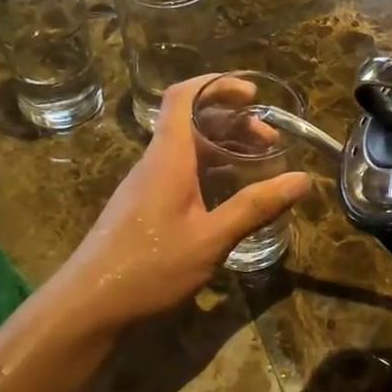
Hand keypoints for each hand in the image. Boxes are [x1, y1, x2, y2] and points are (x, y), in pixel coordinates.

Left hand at [55, 78, 311, 332]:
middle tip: (271, 141)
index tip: (253, 95)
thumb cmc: (149, 267)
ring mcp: (148, 186)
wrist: (89, 306)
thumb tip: (302, 179)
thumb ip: (256, 207)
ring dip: (224, 148)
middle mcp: (156, 163)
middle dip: (234, 122)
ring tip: (260, 164)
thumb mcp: (211, 239)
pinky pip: (182, 173)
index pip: (184, 97)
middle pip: (192, 122)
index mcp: (169, 158)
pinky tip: (231, 195)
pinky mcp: (145, 208)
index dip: (217, 85)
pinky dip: (212, 171)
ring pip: (188, 150)